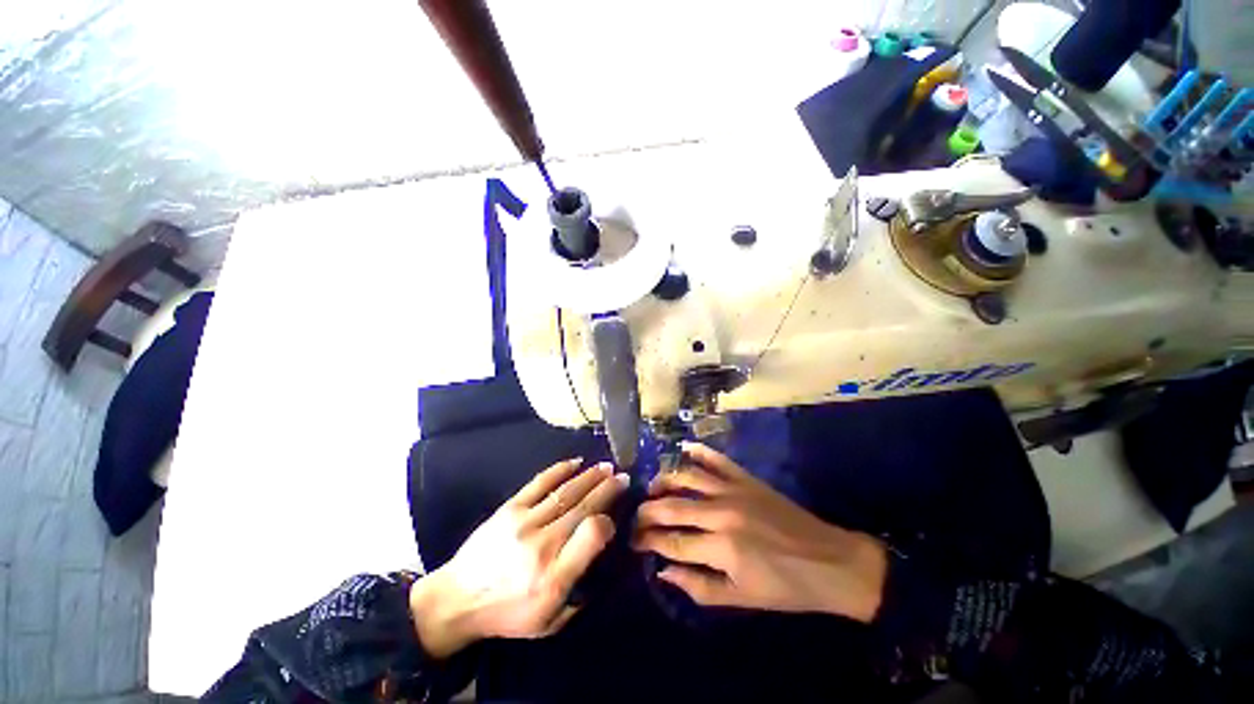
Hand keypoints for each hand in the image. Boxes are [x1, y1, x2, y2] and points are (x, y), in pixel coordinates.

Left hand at [410, 458, 627, 657]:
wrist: (456, 599)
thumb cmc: (506, 614)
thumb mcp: (548, 622)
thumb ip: (579, 592)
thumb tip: (599, 558)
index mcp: (554, 576)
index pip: (591, 535)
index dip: (608, 522)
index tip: (615, 517)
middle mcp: (542, 544)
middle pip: (583, 507)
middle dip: (607, 489)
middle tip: (623, 477)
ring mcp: (524, 521)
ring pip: (566, 491)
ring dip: (590, 476)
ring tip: (607, 467)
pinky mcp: (510, 508)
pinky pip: (540, 482)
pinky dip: (561, 469)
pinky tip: (576, 462)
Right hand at [633, 443, 886, 622]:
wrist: (831, 562)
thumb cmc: (786, 588)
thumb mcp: (742, 600)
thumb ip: (698, 587)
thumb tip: (664, 570)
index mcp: (721, 547)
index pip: (672, 541)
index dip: (648, 541)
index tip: (633, 540)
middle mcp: (722, 512)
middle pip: (672, 507)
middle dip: (647, 512)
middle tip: (634, 516)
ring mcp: (734, 490)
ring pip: (688, 477)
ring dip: (664, 479)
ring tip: (651, 487)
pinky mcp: (747, 478)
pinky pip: (717, 459)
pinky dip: (699, 451)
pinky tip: (683, 448)